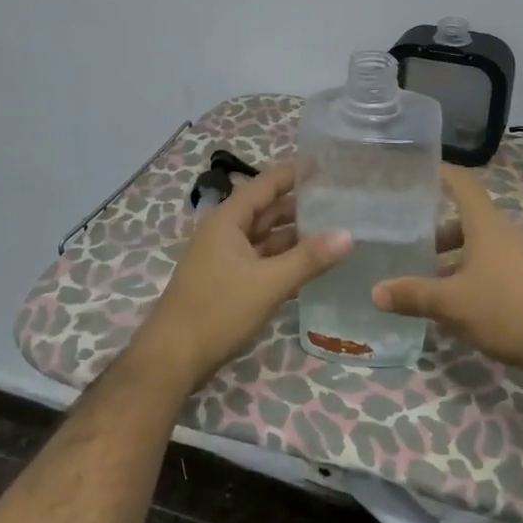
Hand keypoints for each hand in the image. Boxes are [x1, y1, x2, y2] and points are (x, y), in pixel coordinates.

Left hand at [138, 163, 351, 389]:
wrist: (173, 358)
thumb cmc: (219, 310)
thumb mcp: (270, 283)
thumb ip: (309, 258)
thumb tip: (349, 234)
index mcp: (228, 220)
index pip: (267, 184)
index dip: (295, 173)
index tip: (327, 164)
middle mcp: (224, 232)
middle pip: (267, 210)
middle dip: (300, 205)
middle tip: (340, 200)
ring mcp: (224, 258)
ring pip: (265, 238)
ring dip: (294, 235)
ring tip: (334, 230)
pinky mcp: (227, 282)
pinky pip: (261, 260)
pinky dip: (284, 259)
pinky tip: (311, 265)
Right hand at [371, 165, 522, 374]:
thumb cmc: (505, 309)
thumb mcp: (451, 304)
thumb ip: (413, 295)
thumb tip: (375, 292)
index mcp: (486, 225)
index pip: (463, 184)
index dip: (441, 173)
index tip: (416, 172)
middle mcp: (504, 234)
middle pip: (466, 220)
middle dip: (436, 230)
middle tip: (406, 240)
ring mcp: (519, 258)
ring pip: (478, 247)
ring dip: (452, 257)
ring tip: (423, 277)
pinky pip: (491, 267)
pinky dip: (468, 275)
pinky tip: (452, 302)